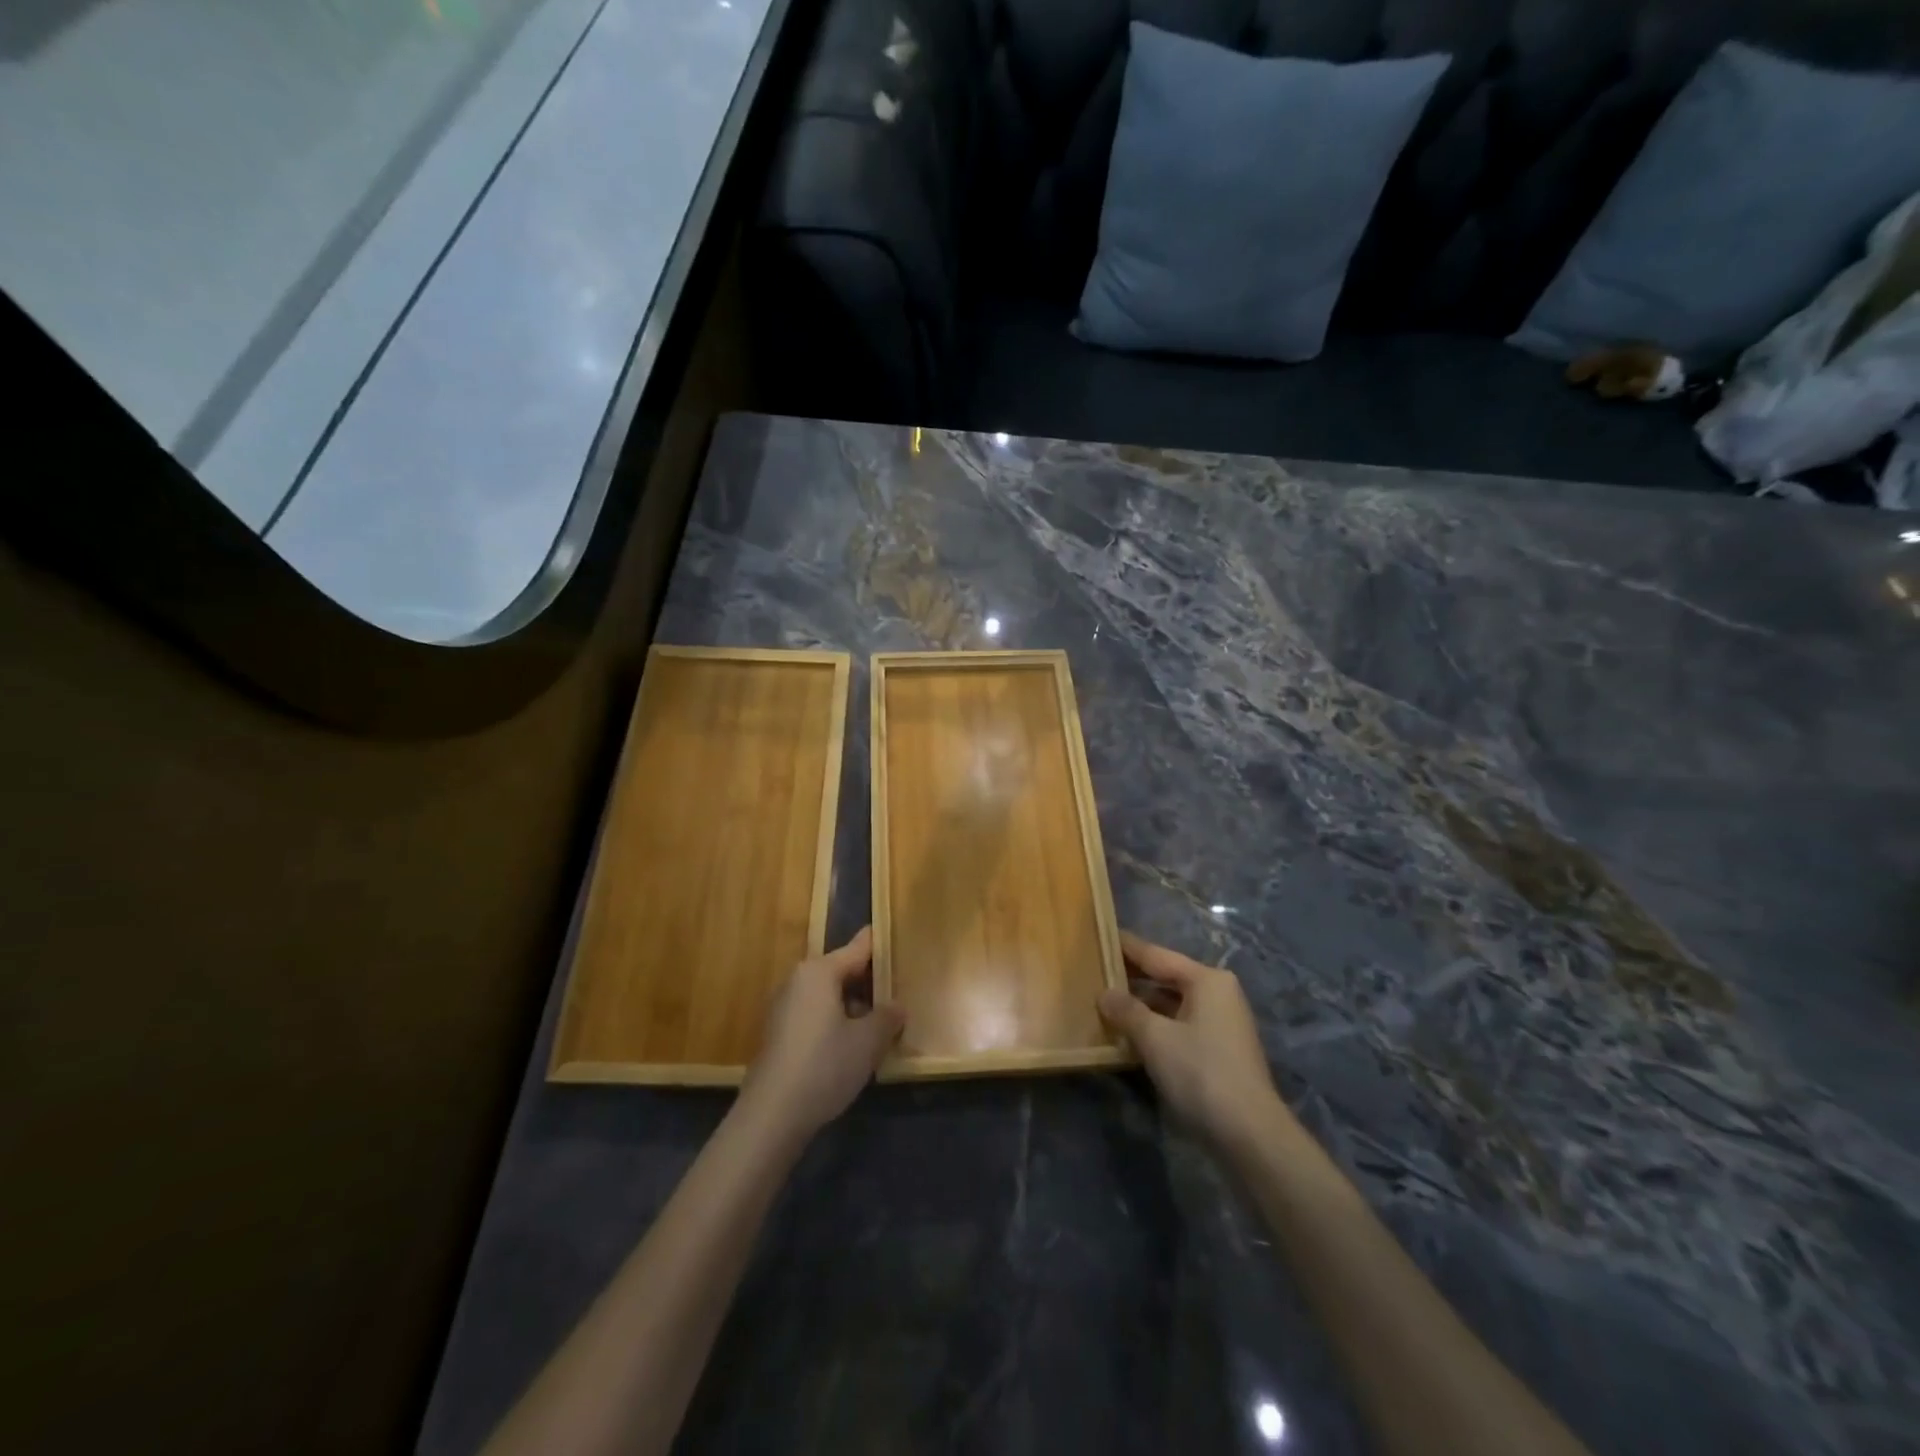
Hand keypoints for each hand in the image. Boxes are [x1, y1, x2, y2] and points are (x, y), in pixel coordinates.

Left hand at [738, 928, 903, 1141]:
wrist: (771, 1116)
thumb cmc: (825, 1066)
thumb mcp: (869, 1041)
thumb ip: (888, 1017)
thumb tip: (896, 1006)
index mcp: (819, 971)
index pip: (858, 948)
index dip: (880, 945)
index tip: (898, 940)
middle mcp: (798, 980)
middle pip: (842, 971)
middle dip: (869, 983)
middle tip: (898, 994)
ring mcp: (783, 1007)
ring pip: (828, 996)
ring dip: (852, 1006)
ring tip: (879, 1025)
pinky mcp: (777, 1033)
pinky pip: (814, 1015)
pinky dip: (834, 1022)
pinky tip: (851, 1046)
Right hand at [1098, 932, 1291, 1153]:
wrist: (1249, 1134)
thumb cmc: (1201, 1073)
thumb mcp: (1155, 1038)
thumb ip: (1126, 1011)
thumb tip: (1104, 993)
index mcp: (1207, 980)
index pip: (1157, 954)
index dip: (1126, 947)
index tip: (1100, 934)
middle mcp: (1218, 993)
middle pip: (1167, 976)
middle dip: (1132, 976)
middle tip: (1096, 968)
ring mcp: (1221, 1022)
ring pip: (1172, 1003)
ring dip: (1142, 1004)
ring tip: (1106, 1000)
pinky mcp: (1219, 1049)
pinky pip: (1180, 1023)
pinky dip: (1156, 1024)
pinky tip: (1130, 1032)